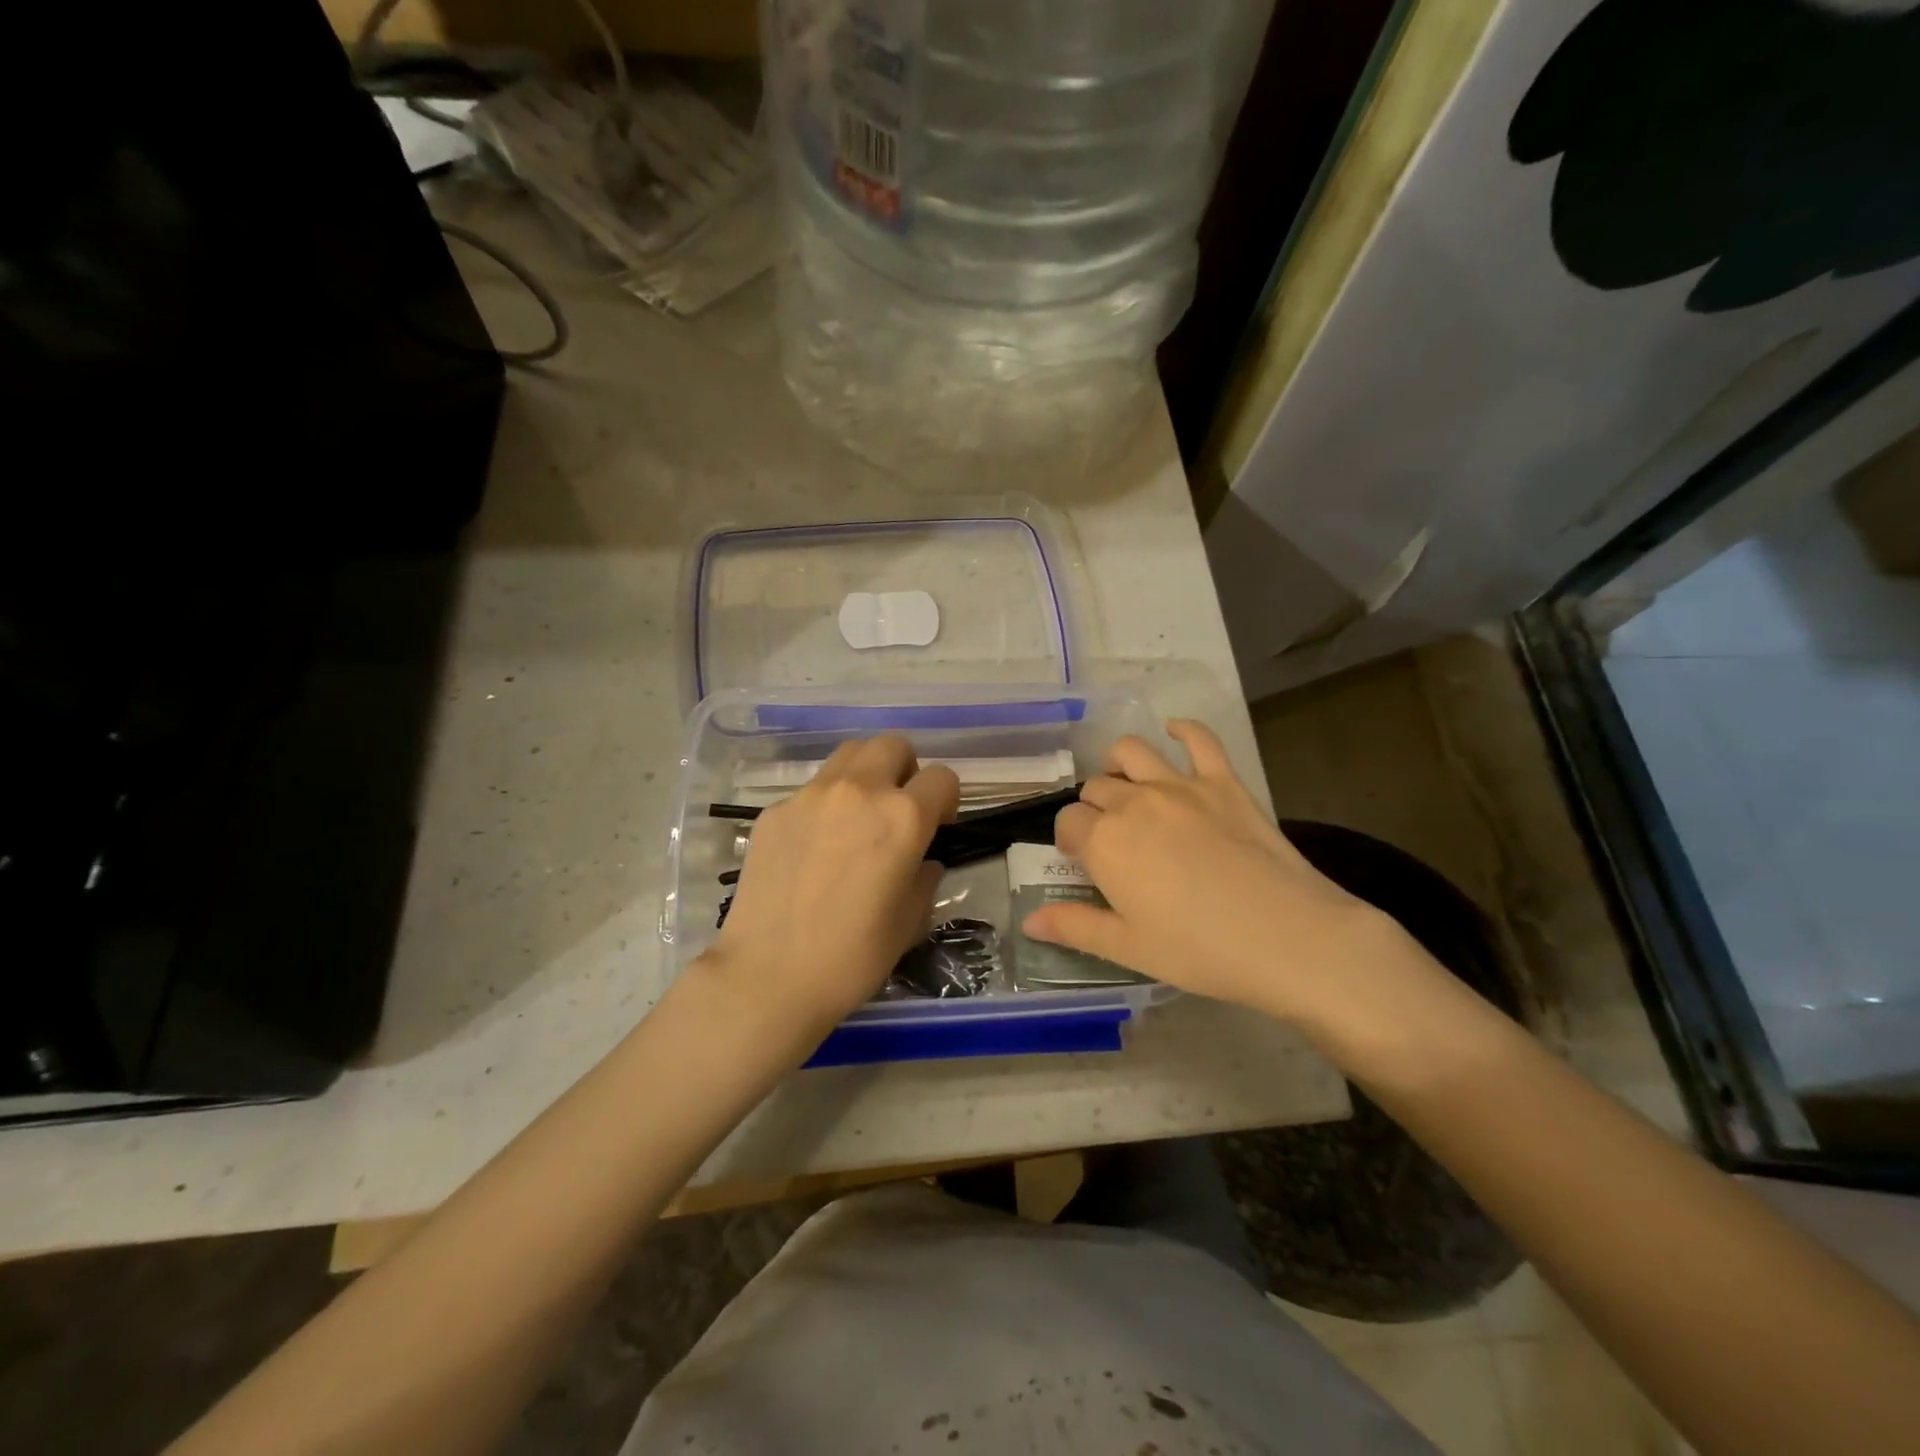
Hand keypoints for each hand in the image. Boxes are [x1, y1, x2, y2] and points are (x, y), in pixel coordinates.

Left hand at [700, 737, 959, 1037]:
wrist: (769, 975)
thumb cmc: (852, 956)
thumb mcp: (910, 921)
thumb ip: (924, 877)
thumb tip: (921, 860)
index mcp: (902, 817)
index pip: (943, 777)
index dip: (947, 801)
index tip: (937, 828)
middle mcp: (859, 791)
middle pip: (893, 746)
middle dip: (906, 770)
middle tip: (898, 810)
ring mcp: (811, 795)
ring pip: (850, 755)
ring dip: (866, 774)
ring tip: (858, 817)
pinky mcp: (775, 810)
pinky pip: (812, 790)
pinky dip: (826, 804)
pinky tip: (815, 848)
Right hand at [1020, 721, 1420, 1029]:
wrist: (1288, 938)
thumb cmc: (1199, 950)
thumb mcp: (1128, 948)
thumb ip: (1074, 926)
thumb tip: (1030, 920)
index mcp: (1105, 842)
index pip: (1068, 822)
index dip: (1070, 840)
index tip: (1083, 862)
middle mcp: (1134, 802)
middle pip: (1096, 788)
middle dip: (1093, 809)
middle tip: (1111, 840)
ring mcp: (1180, 786)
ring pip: (1131, 753)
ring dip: (1119, 766)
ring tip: (1128, 788)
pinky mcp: (1223, 782)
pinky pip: (1199, 739)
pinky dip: (1183, 729)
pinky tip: (1175, 731)